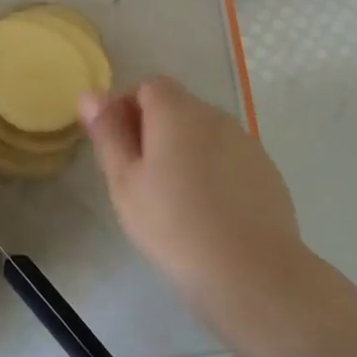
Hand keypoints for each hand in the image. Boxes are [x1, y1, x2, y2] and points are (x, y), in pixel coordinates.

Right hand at [80, 77, 303, 312]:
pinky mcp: (266, 171)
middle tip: (139, 178)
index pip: (148, 86)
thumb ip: (108, 134)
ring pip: (204, 134)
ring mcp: (246, 142)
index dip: (127, 108)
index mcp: (177, 111)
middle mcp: (215, 116)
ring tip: (174, 198)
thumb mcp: (125, 181)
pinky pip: (229, 158)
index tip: (117, 148)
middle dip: (154, 131)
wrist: (249, 269)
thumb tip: (90, 94)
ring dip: (185, 151)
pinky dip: (213, 171)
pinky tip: (208, 211)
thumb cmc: (172, 223)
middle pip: (178, 108)